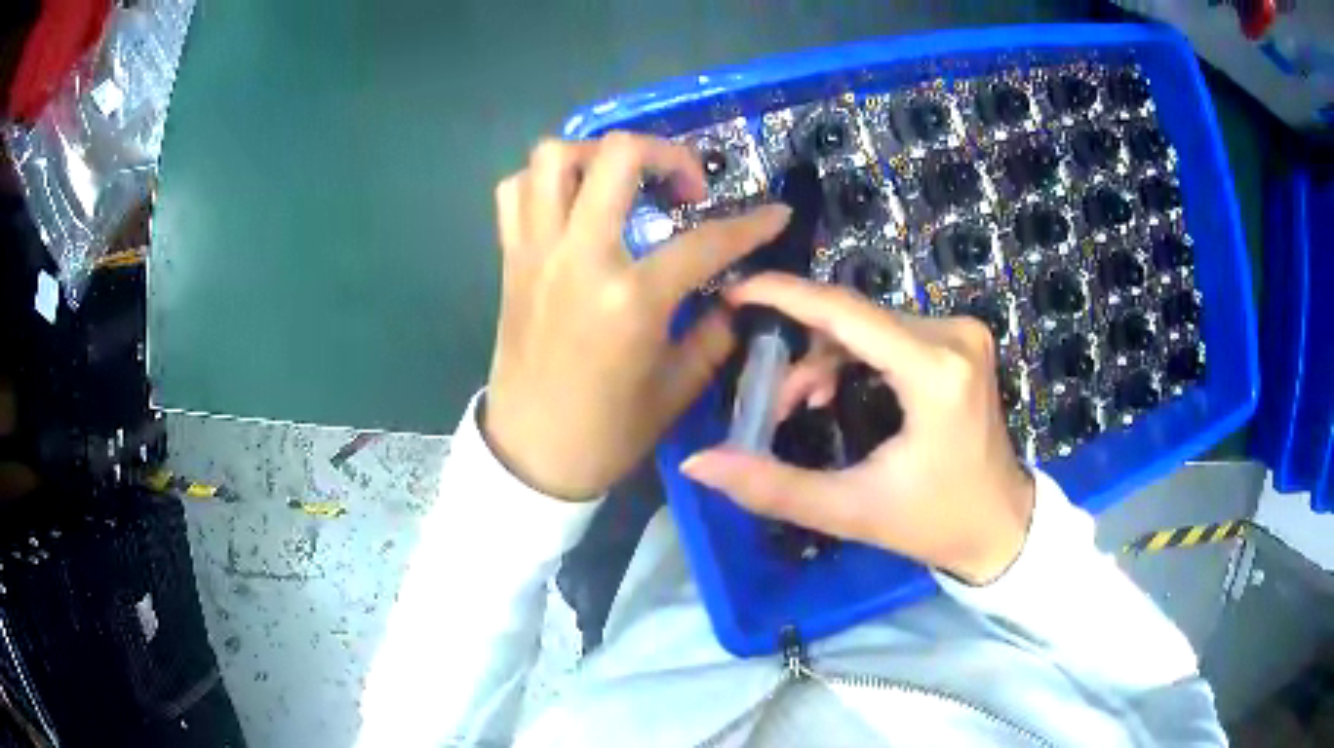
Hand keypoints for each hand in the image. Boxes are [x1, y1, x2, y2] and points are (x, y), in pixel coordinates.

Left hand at [484, 133, 791, 501]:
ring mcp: (537, 252)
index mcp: (630, 299)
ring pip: (553, 157)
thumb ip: (714, 333)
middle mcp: (579, 258)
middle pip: (617, 156)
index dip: (750, 224)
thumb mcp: (677, 388)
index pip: (705, 241)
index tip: (774, 214)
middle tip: (685, 188)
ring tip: (622, 185)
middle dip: (666, 153)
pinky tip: (573, 206)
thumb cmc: (608, 431)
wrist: (531, 455)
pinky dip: (545, 183)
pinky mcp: (510, 260)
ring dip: (596, 155)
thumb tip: (737, 296)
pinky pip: (515, 192)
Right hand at [681, 273, 1034, 583]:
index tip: (734, 293)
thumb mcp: (851, 510)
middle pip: (853, 318)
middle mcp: (954, 335)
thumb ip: (772, 486)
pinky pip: (889, 331)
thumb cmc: (935, 522)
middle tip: (770, 399)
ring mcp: (961, 333)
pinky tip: (834, 389)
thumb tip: (697, 463)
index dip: (784, 295)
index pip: (846, 313)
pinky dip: (852, 354)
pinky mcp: (960, 341)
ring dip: (824, 355)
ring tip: (801, 403)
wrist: (1001, 527)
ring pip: (868, 323)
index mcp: (936, 372)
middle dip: (800, 351)